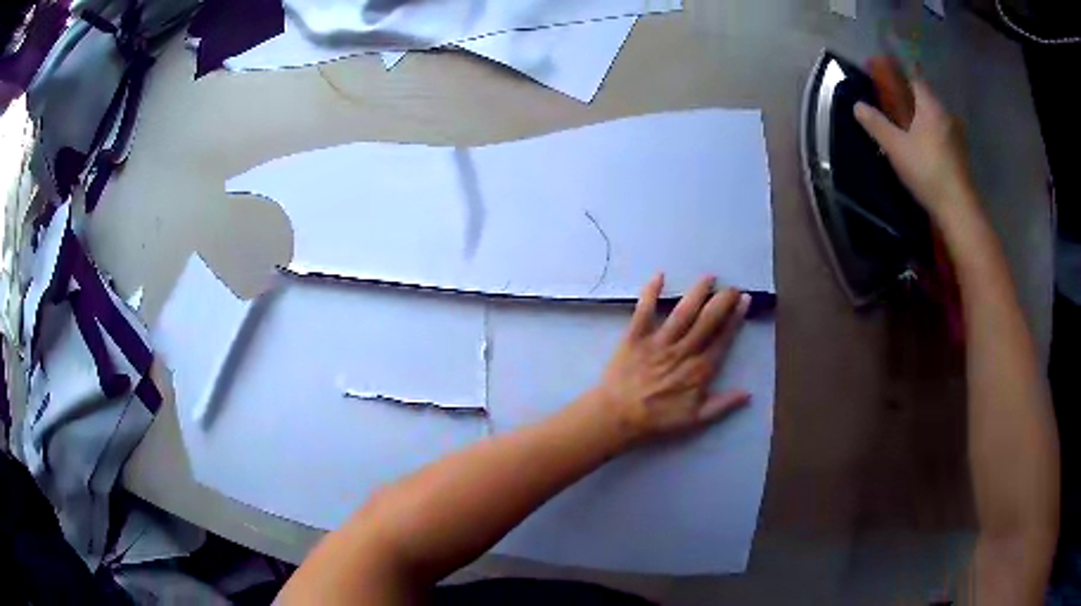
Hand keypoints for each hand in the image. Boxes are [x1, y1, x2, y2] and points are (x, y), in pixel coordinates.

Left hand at [582, 274, 750, 447]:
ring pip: (683, 312)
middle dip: (722, 300)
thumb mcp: (696, 420)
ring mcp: (659, 342)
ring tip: (709, 277)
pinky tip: (659, 276)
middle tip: (732, 286)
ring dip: (697, 292)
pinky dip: (650, 293)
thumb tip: (748, 394)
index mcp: (700, 369)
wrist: (618, 417)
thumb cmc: (657, 420)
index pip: (723, 338)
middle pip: (707, 320)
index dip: (735, 318)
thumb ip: (723, 405)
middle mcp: (683, 351)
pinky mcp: (635, 337)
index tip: (744, 301)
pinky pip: (644, 311)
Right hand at [854, 79, 978, 223]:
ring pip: (935, 116)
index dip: (899, 69)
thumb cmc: (927, 171)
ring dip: (922, 115)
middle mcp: (946, 115)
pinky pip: (942, 133)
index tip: (885, 68)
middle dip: (910, 94)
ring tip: (907, 124)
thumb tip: (857, 105)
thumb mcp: (896, 147)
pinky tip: (924, 145)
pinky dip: (931, 132)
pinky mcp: (960, 155)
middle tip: (893, 99)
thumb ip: (876, 124)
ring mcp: (956, 136)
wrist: (958, 209)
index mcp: (931, 106)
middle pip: (926, 96)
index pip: (915, 76)